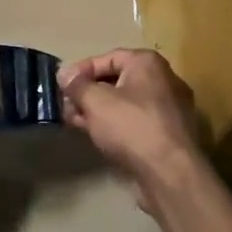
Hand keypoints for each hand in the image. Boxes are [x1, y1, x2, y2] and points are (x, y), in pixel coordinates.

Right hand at [59, 49, 210, 209]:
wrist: (170, 173)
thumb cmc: (131, 126)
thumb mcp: (95, 101)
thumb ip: (77, 85)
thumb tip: (64, 73)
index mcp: (148, 63)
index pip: (108, 58)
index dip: (81, 70)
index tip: (61, 84)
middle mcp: (163, 80)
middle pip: (117, 80)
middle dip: (88, 92)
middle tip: (66, 104)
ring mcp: (169, 108)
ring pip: (125, 103)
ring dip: (98, 110)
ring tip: (74, 121)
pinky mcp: (169, 134)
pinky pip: (136, 121)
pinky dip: (115, 124)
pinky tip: (96, 135)